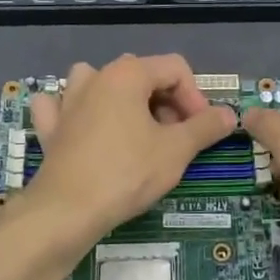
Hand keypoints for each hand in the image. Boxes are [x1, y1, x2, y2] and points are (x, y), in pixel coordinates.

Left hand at [27, 55, 235, 241]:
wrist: (67, 211)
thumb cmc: (127, 173)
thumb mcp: (177, 150)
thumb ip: (205, 127)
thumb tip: (229, 114)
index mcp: (128, 74)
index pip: (175, 69)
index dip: (195, 97)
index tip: (201, 129)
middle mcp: (96, 77)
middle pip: (142, 75)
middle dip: (165, 102)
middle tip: (176, 138)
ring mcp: (67, 101)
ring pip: (100, 84)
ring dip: (122, 100)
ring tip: (136, 130)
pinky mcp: (50, 127)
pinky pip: (62, 107)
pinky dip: (74, 112)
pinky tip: (83, 128)